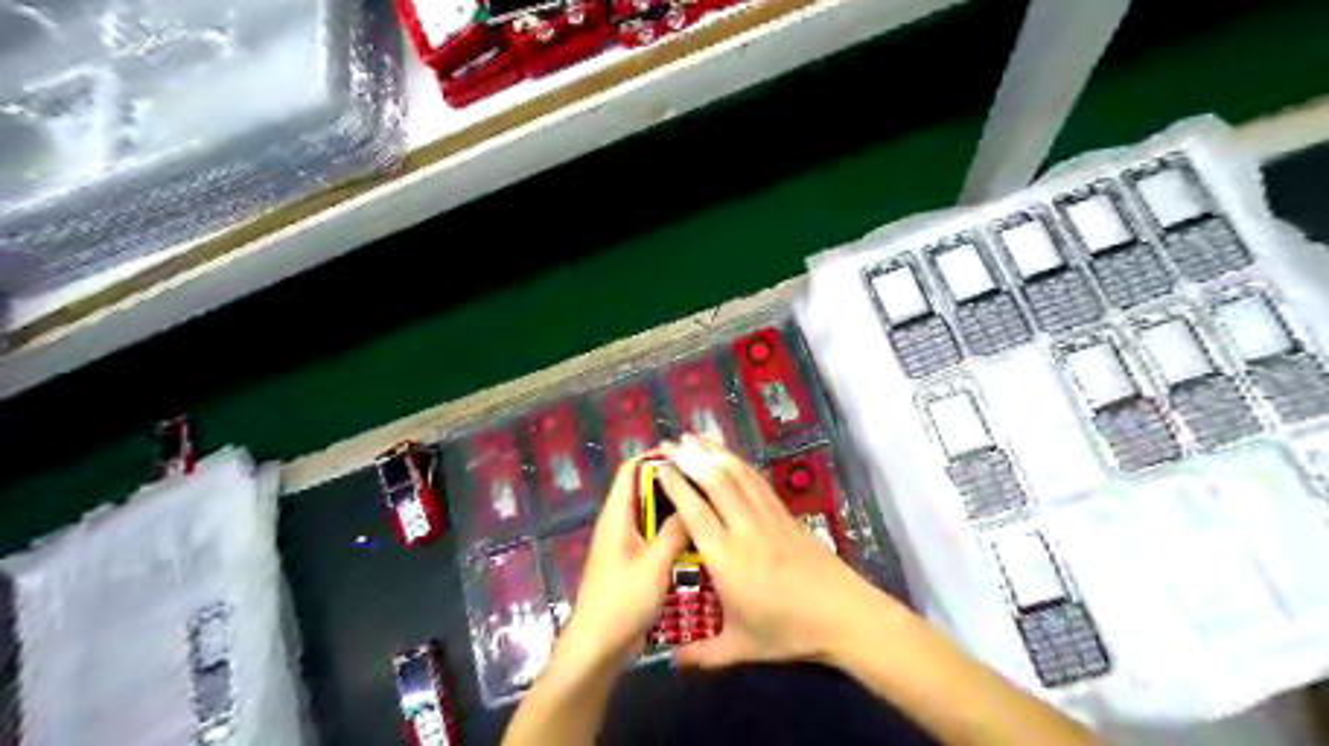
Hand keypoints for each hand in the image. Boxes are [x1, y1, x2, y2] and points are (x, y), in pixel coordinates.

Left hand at [555, 456, 689, 669]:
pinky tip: (695, 539)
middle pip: (643, 490)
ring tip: (706, 506)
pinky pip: (652, 537)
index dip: (654, 457)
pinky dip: (670, 532)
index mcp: (617, 515)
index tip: (686, 456)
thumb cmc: (623, 599)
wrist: (598, 646)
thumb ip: (675, 530)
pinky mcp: (630, 563)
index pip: (631, 469)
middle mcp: (618, 523)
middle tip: (705, 482)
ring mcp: (623, 544)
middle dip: (671, 483)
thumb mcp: (656, 562)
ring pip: (650, 515)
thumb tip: (693, 504)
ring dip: (673, 510)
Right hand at [656, 434, 903, 667]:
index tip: (660, 467)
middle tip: (670, 440)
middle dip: (691, 458)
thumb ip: (703, 654)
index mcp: (727, 558)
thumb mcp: (741, 647)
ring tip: (696, 436)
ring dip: (715, 453)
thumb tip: (672, 663)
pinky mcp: (785, 515)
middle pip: (715, 483)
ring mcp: (768, 518)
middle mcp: (744, 529)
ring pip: (738, 476)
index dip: (676, 485)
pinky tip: (730, 456)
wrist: (842, 615)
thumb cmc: (788, 632)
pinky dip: (740, 464)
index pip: (695, 512)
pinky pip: (757, 482)